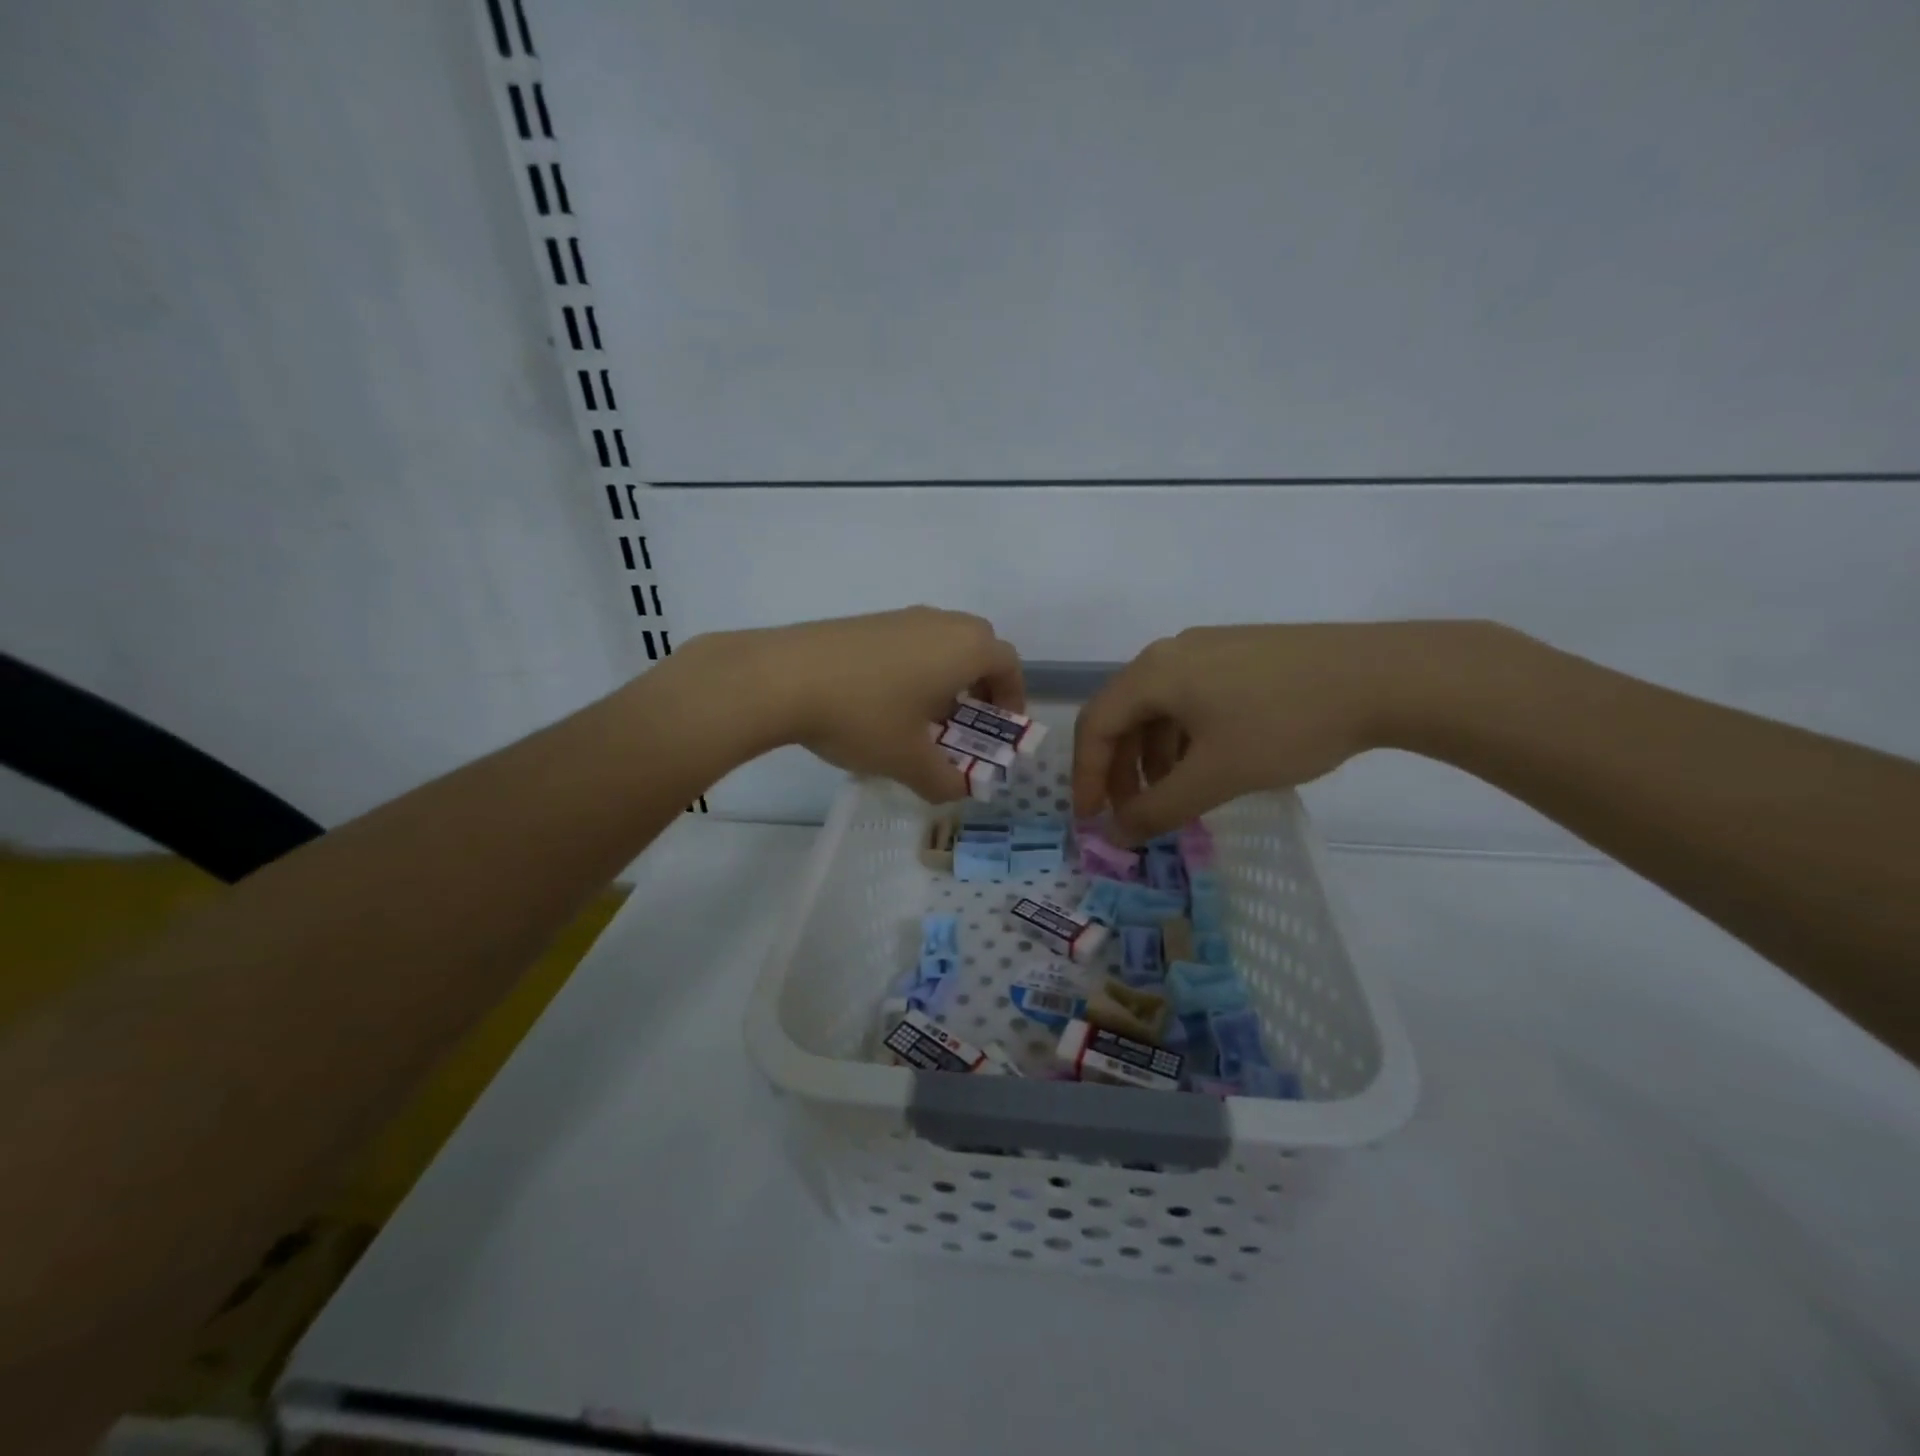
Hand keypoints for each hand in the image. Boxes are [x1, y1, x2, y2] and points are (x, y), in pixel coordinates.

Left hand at [690, 607, 1025, 801]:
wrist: (782, 677)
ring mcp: (900, 617)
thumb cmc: (864, 716)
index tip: (1002, 727)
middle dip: (980, 685)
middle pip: (977, 647)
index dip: (1013, 697)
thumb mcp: (908, 760)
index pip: (1008, 664)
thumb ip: (942, 780)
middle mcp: (939, 623)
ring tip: (923, 717)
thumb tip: (954, 791)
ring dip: (944, 677)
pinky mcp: (866, 622)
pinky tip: (883, 703)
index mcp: (965, 648)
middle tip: (967, 722)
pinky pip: (908, 643)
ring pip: (940, 643)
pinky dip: (913, 668)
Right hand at [1072, 622, 1478, 840]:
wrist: (1384, 676)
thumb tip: (1116, 835)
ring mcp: (1210, 648)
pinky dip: (1185, 738)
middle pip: (1124, 714)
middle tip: (1133, 814)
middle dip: (1120, 770)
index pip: (1096, 724)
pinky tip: (1210, 764)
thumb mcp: (1216, 775)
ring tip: (1175, 796)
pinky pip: (1192, 698)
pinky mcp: (1242, 654)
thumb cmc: (1285, 725)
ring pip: (1160, 708)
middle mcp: (1172, 652)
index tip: (1092, 821)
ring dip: (1154, 757)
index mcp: (1154, 672)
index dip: (1086, 776)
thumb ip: (1159, 809)